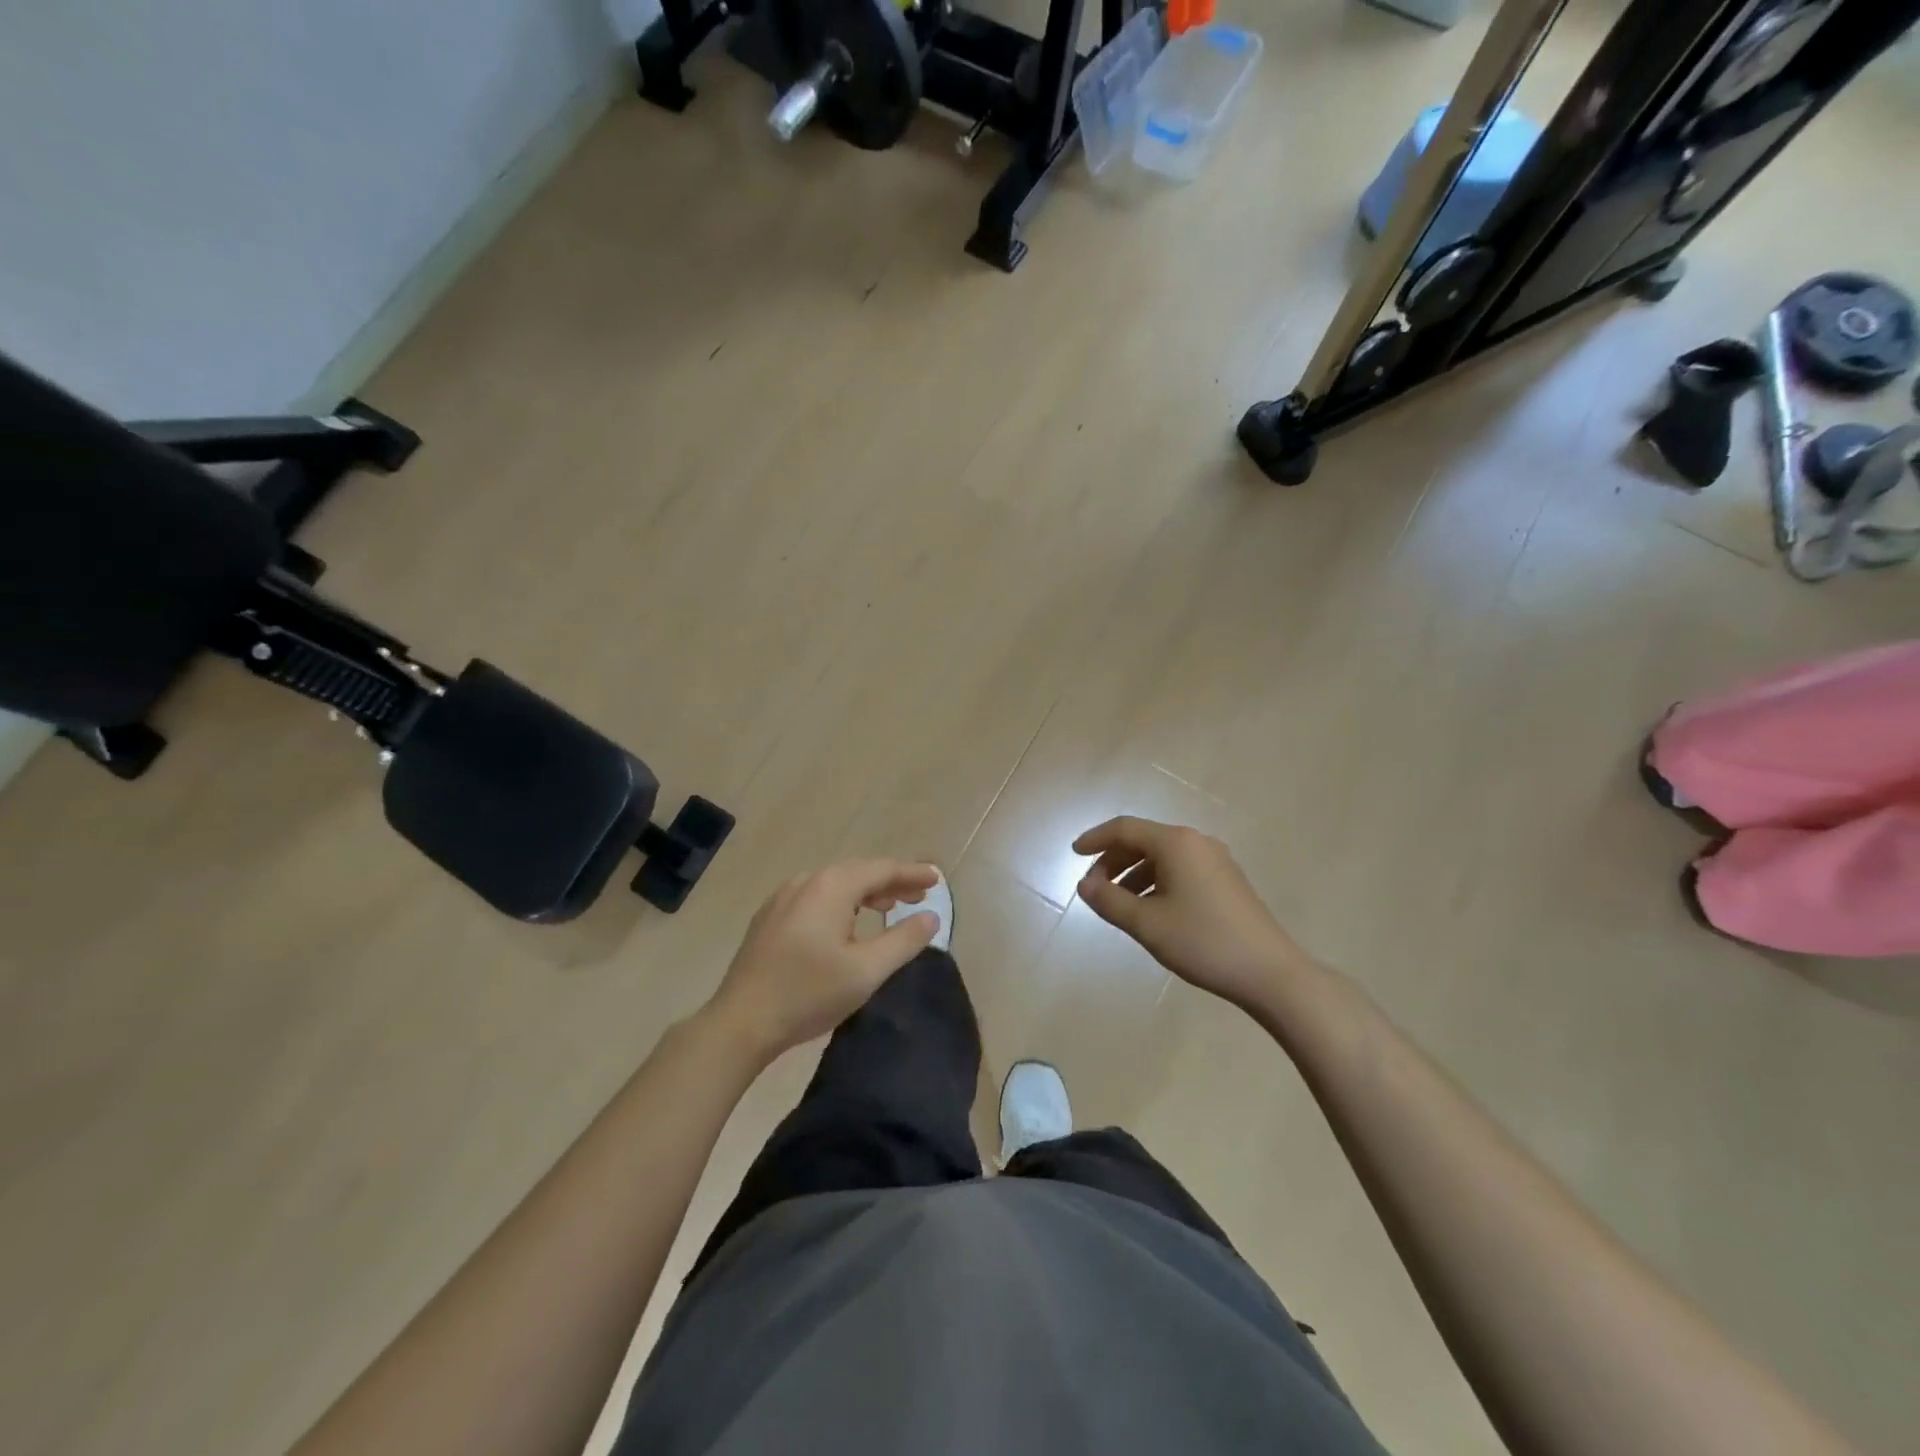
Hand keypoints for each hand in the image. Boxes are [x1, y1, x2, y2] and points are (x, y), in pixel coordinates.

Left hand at [706, 860, 940, 1059]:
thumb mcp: (866, 971)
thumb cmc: (808, 994)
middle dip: (891, 881)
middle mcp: (806, 881)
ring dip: (866, 891)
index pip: (881, 869)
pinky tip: (847, 921)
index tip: (937, 878)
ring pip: (835, 884)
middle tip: (919, 894)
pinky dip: (842, 901)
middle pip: (858, 872)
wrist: (740, 1022)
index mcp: (831, 887)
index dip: (912, 873)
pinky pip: (816, 897)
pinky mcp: (770, 918)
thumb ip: (903, 940)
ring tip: (889, 906)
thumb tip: (930, 916)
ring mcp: (783, 898)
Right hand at [1074, 817, 1305, 1012]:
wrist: (1270, 973)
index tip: (1073, 854)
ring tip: (1118, 903)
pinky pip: (1181, 869)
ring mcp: (1216, 860)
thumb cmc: (1203, 942)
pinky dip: (1157, 881)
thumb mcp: (1147, 924)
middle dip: (1114, 860)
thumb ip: (1110, 901)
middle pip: (1144, 840)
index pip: (1125, 828)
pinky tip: (1151, 909)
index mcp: (1176, 843)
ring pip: (1163, 857)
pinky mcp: (1227, 880)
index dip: (1095, 839)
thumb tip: (1085, 885)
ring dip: (1134, 873)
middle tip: (1094, 888)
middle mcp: (1196, 842)